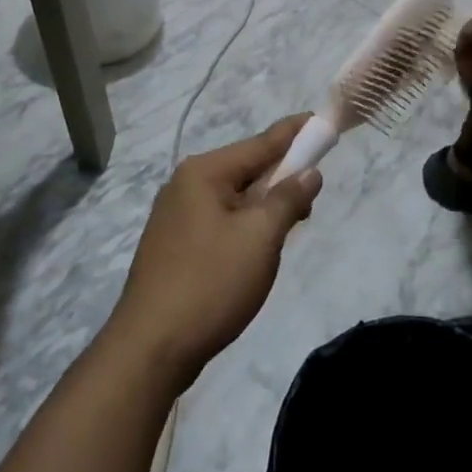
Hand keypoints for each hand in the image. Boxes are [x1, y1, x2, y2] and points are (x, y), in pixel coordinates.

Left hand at [105, 118, 321, 391]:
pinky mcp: (174, 245)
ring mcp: (175, 215)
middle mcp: (185, 184)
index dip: (296, 133)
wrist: (150, 350)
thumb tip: (310, 172)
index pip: (261, 142)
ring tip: (289, 229)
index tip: (322, 121)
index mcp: (204, 172)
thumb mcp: (260, 238)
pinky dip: (246, 225)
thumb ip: (288, 198)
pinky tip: (258, 249)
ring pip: (235, 198)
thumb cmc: (210, 284)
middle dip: (282, 178)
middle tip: (312, 199)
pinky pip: (221, 220)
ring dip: (265, 207)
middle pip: (247, 169)